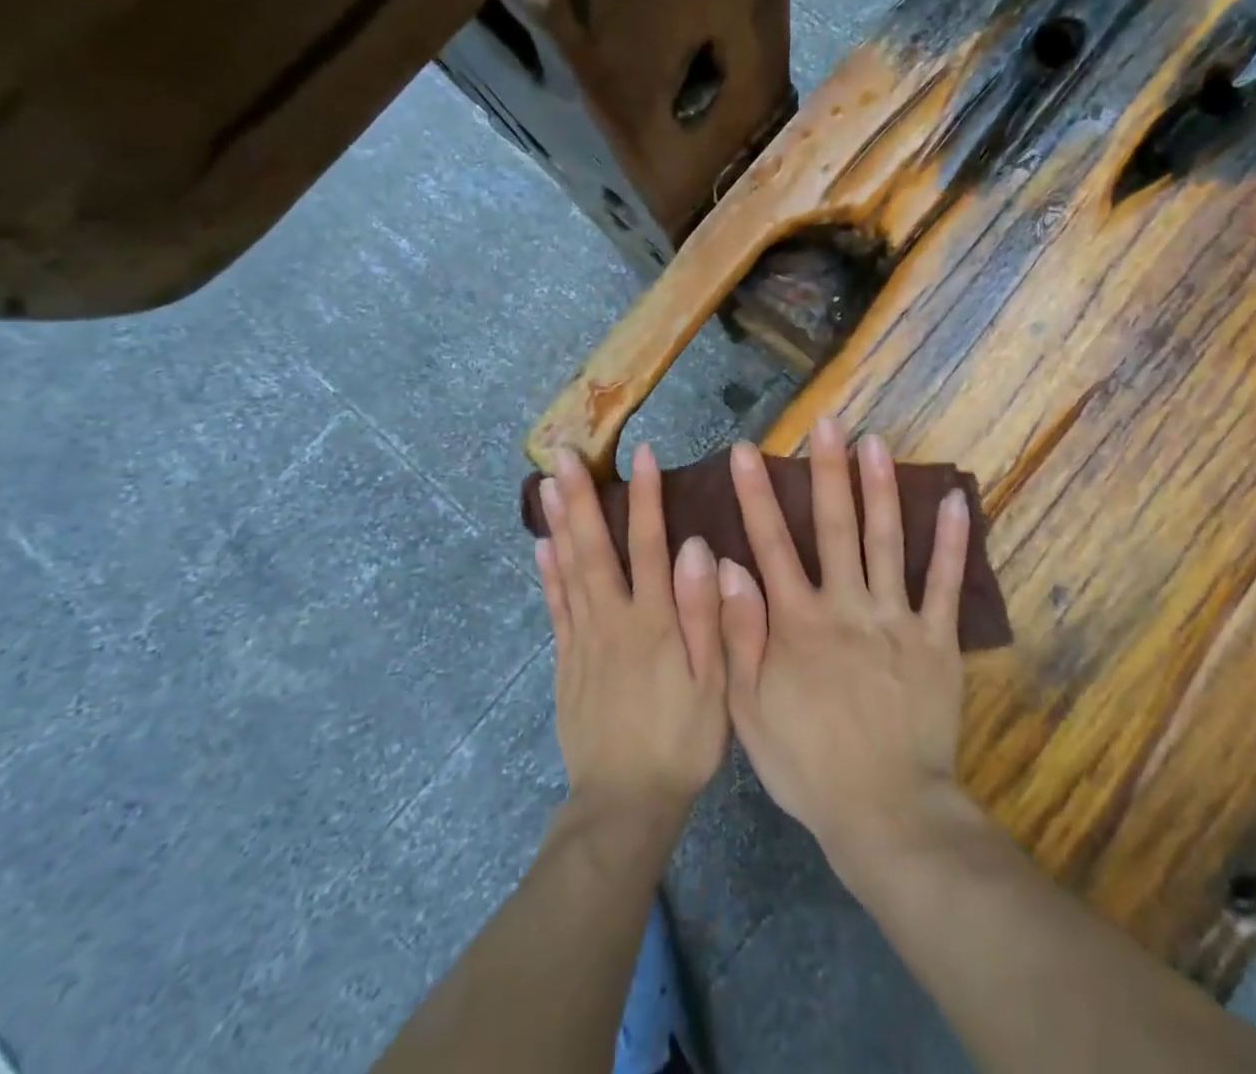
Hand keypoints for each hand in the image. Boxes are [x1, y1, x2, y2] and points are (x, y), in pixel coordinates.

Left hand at [537, 445, 726, 830]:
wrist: (625, 802)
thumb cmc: (682, 740)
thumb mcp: (713, 682)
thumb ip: (705, 613)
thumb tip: (696, 548)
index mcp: (653, 621)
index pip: (648, 545)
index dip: (646, 498)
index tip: (644, 454)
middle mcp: (612, 619)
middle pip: (593, 547)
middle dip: (578, 497)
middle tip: (561, 453)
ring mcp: (583, 639)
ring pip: (568, 570)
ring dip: (557, 523)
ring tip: (544, 483)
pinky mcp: (567, 662)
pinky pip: (556, 608)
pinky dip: (548, 574)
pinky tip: (542, 547)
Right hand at [717, 418, 970, 870]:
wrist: (885, 813)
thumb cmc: (807, 763)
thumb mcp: (749, 710)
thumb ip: (738, 635)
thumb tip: (727, 566)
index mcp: (797, 622)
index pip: (771, 545)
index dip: (757, 496)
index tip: (748, 451)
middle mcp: (846, 607)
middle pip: (834, 527)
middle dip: (827, 471)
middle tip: (827, 422)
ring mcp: (895, 620)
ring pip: (887, 541)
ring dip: (881, 488)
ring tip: (877, 441)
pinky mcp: (936, 640)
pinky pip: (944, 585)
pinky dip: (952, 542)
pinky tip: (955, 501)